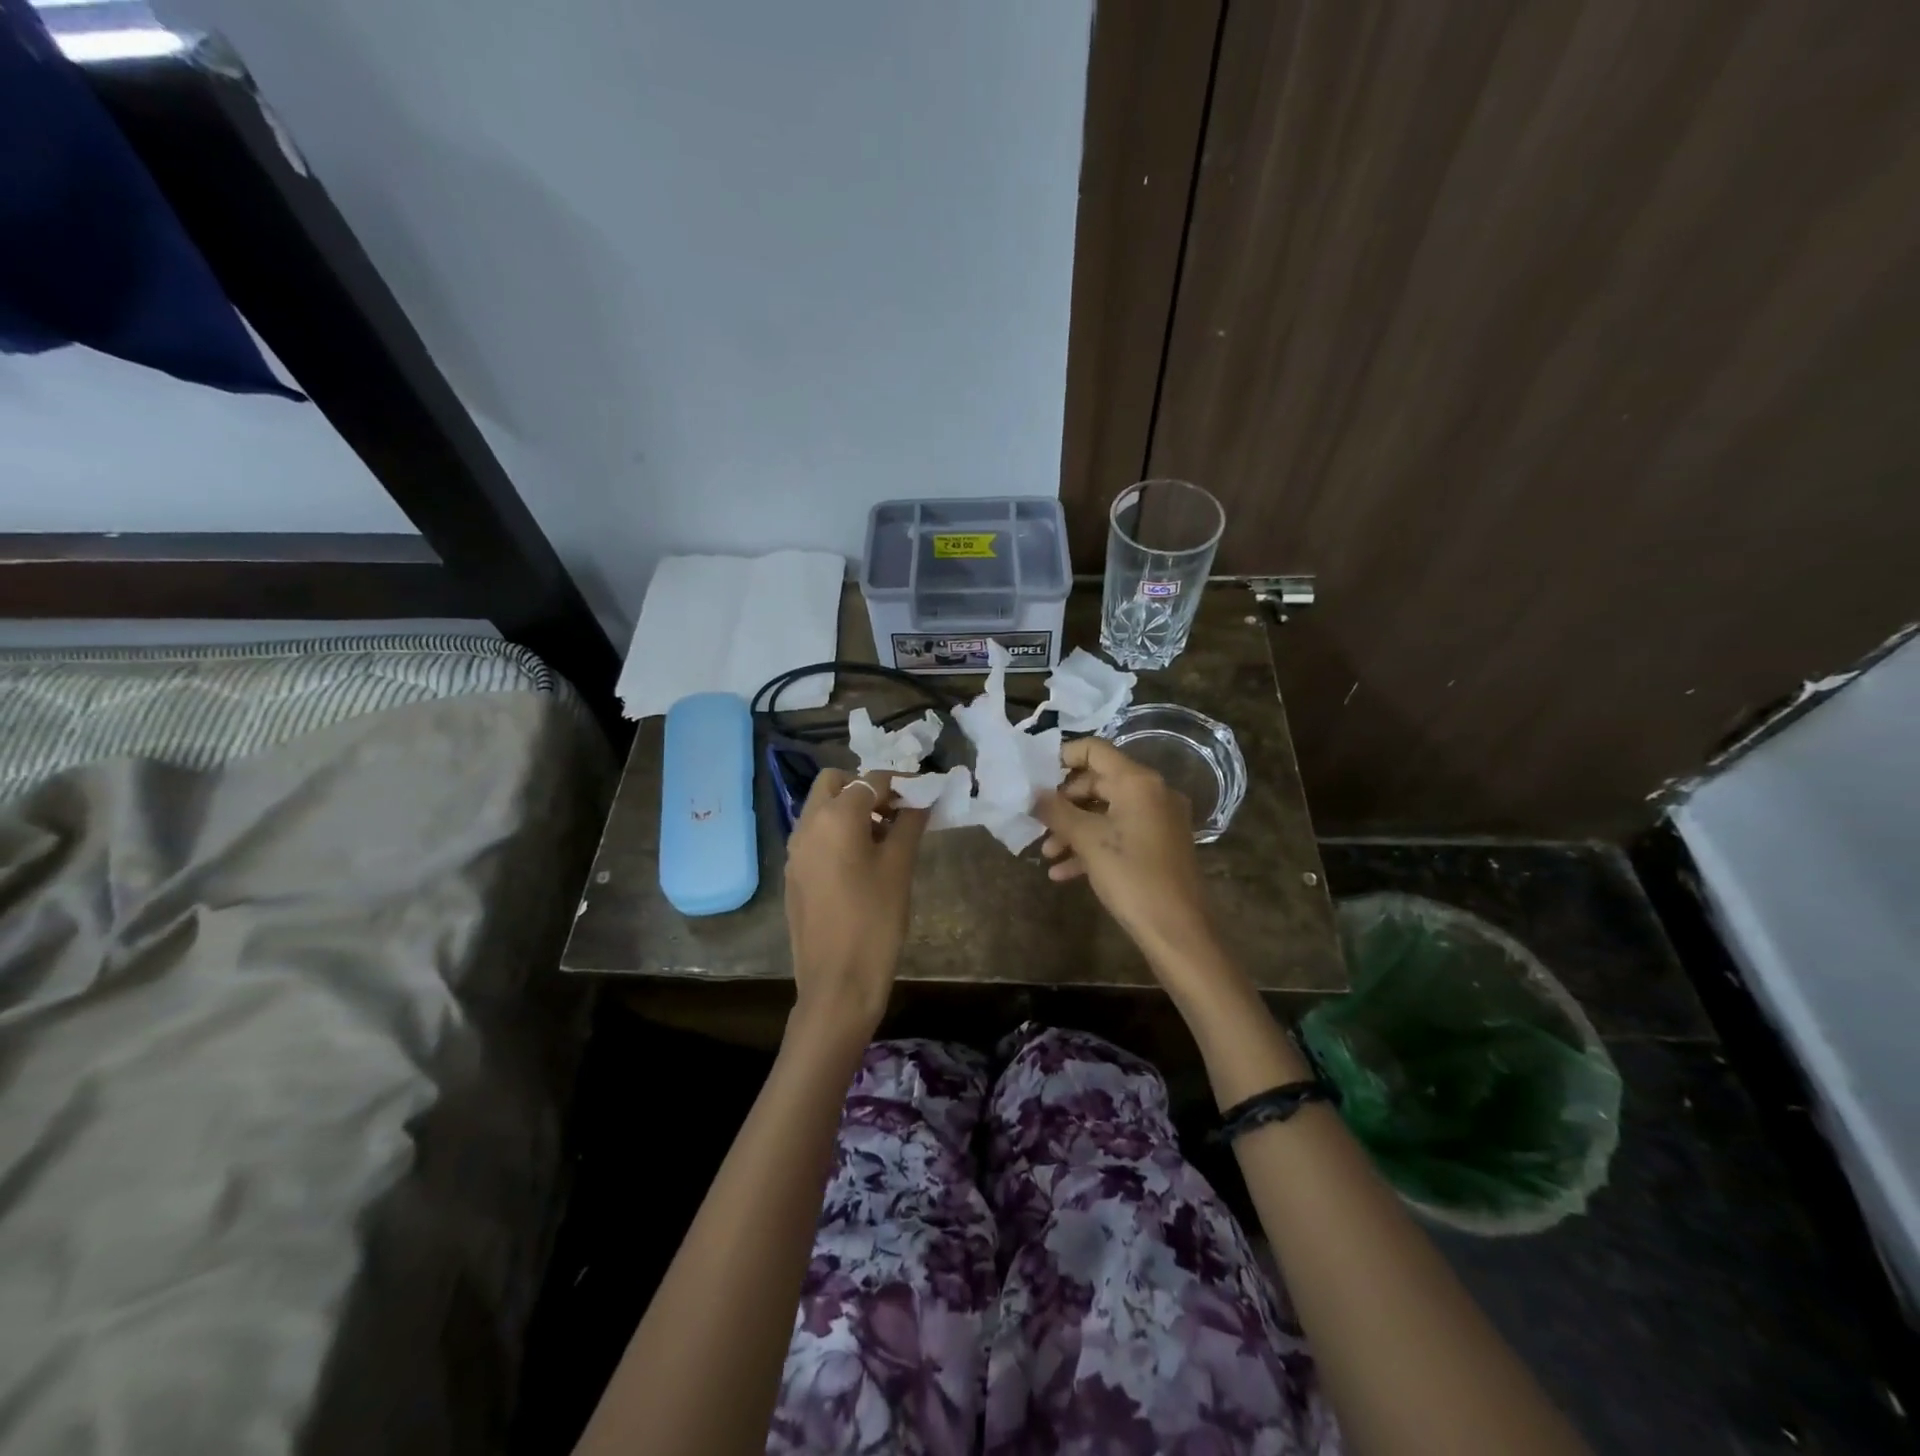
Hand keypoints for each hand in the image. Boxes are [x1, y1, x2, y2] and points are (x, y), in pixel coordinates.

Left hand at [783, 768, 927, 1037]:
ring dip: (849, 809)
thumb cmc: (875, 920)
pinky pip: (814, 836)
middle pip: (834, 783)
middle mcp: (807, 825)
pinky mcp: (793, 874)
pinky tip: (861, 862)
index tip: (922, 794)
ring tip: (883, 837)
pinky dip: (836, 832)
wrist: (837, 982)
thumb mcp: (899, 867)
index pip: (870, 780)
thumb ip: (909, 824)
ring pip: (820, 809)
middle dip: (865, 787)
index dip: (899, 783)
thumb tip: (921, 798)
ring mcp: (795, 851)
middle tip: (895, 811)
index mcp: (835, 817)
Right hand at [1035, 738, 1220, 972]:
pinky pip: (1119, 834)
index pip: (1095, 749)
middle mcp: (1152, 792)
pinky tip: (1063, 872)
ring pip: (1106, 811)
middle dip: (1064, 802)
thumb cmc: (1132, 877)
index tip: (1035, 777)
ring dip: (1074, 828)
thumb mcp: (1087, 841)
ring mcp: (1158, 820)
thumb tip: (1033, 794)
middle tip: (1039, 821)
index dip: (1062, 757)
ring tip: (1048, 853)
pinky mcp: (1159, 845)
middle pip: (1098, 780)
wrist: (1178, 931)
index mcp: (1138, 782)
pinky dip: (1093, 846)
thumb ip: (1056, 811)